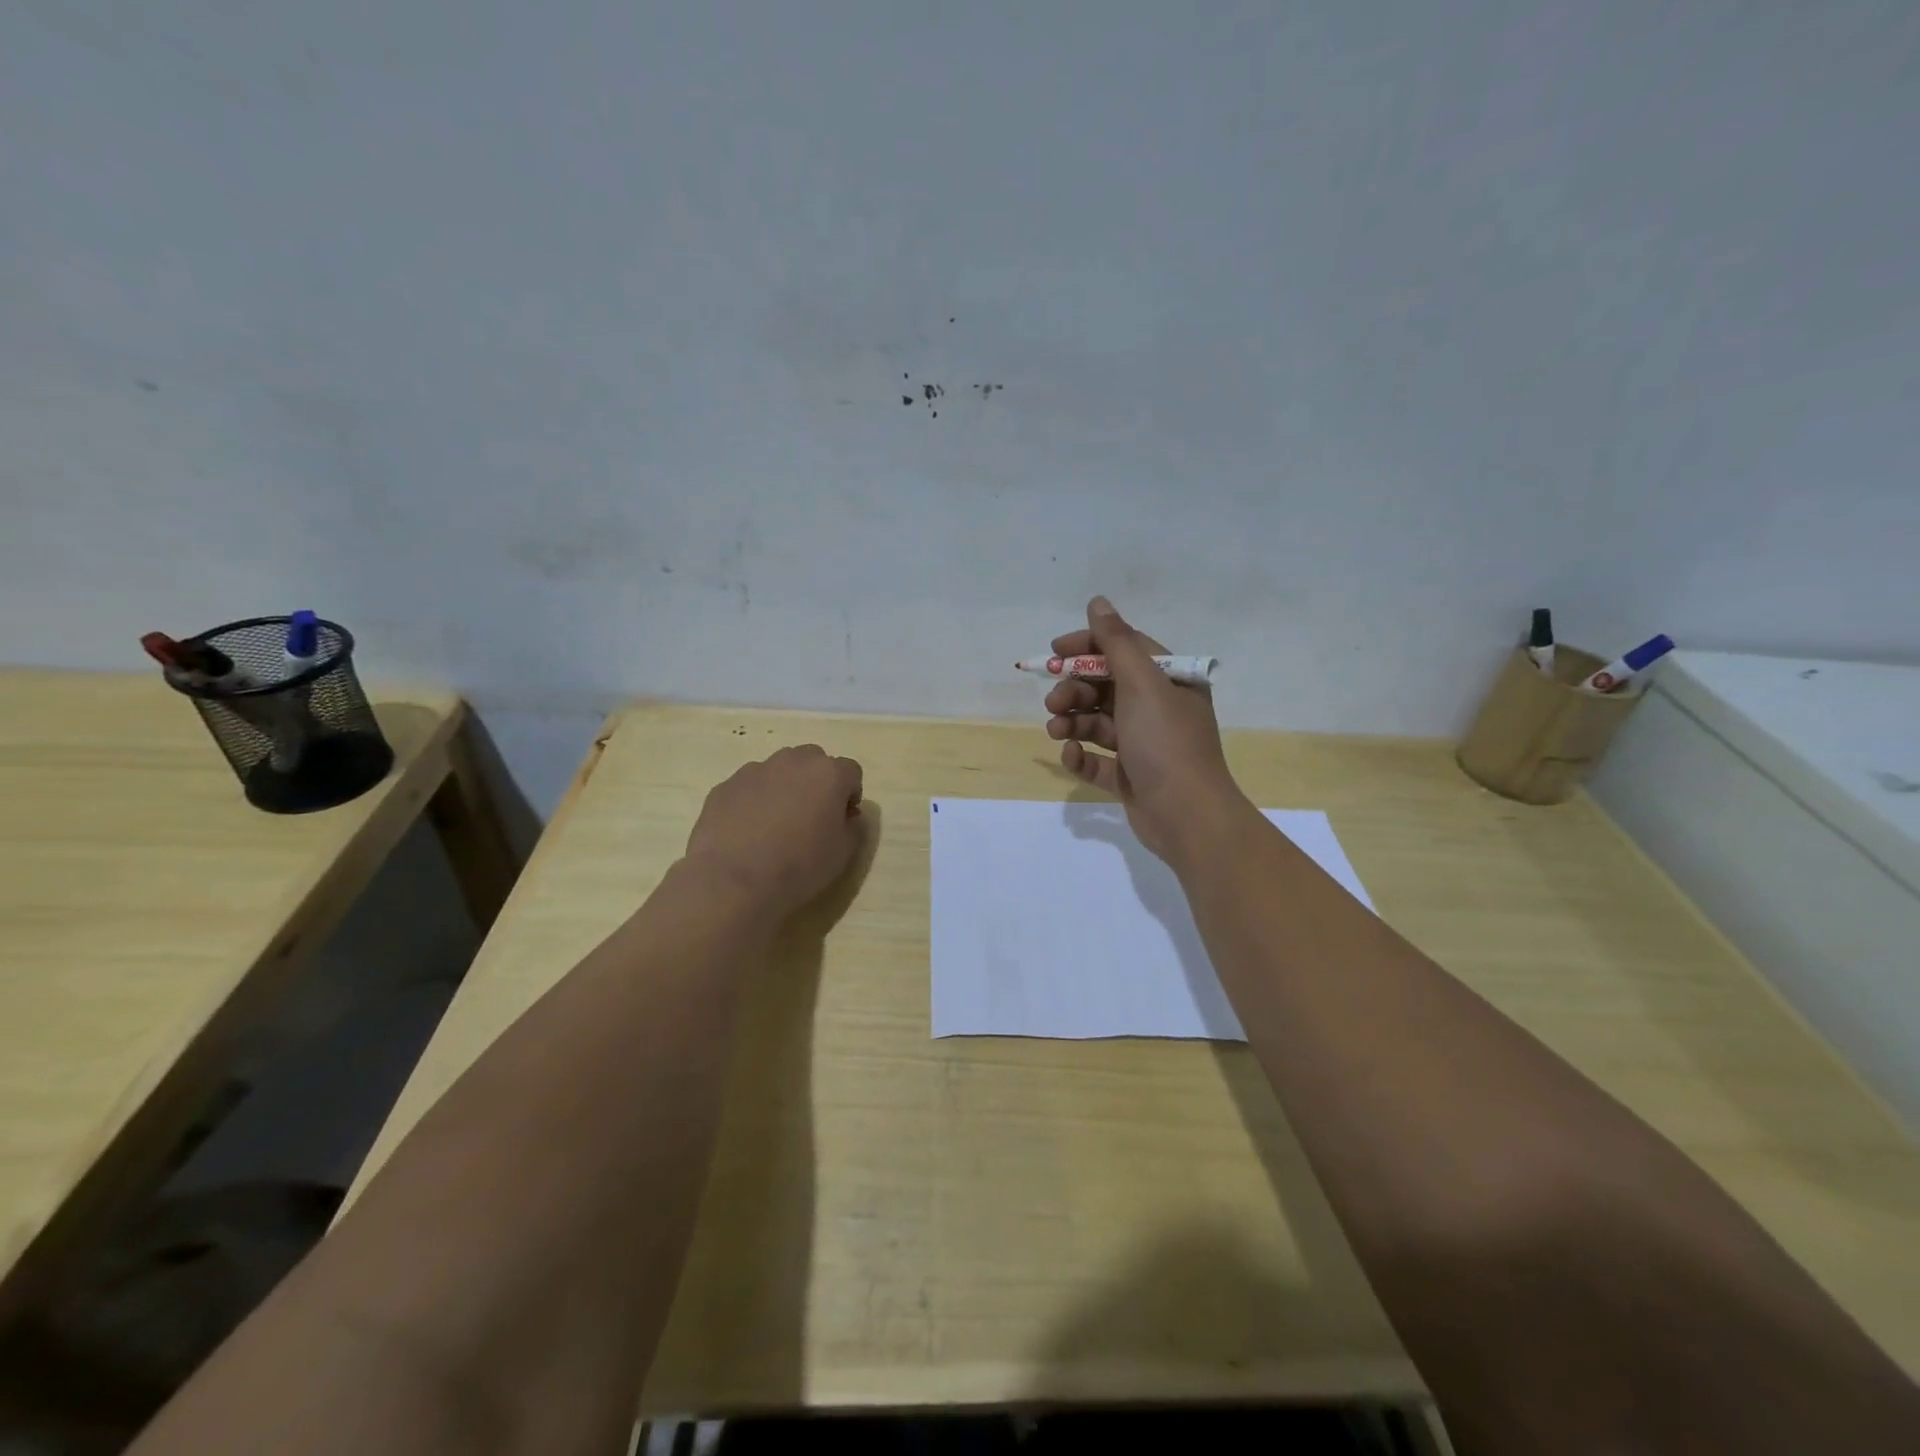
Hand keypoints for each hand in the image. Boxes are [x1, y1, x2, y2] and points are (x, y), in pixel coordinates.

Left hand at [683, 745, 864, 918]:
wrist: (733, 881)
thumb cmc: (799, 867)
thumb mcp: (843, 854)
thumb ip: (853, 827)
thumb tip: (848, 817)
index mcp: (827, 774)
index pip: (851, 771)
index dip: (850, 795)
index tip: (843, 820)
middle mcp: (792, 761)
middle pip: (813, 761)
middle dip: (816, 783)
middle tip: (811, 817)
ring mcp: (754, 770)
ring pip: (778, 770)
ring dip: (784, 788)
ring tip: (775, 825)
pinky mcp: (724, 786)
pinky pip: (748, 787)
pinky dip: (753, 801)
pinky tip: (747, 832)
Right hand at [1044, 596, 1250, 863]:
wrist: (1187, 815)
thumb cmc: (1165, 741)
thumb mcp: (1141, 683)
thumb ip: (1115, 642)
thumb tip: (1097, 602)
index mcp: (1169, 680)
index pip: (1124, 649)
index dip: (1088, 647)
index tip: (1055, 652)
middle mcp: (1158, 708)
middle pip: (1106, 686)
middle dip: (1074, 689)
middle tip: (1053, 701)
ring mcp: (1143, 744)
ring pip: (1097, 722)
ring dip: (1072, 721)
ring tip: (1056, 731)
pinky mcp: (1130, 776)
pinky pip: (1097, 759)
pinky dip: (1081, 755)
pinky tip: (1072, 756)